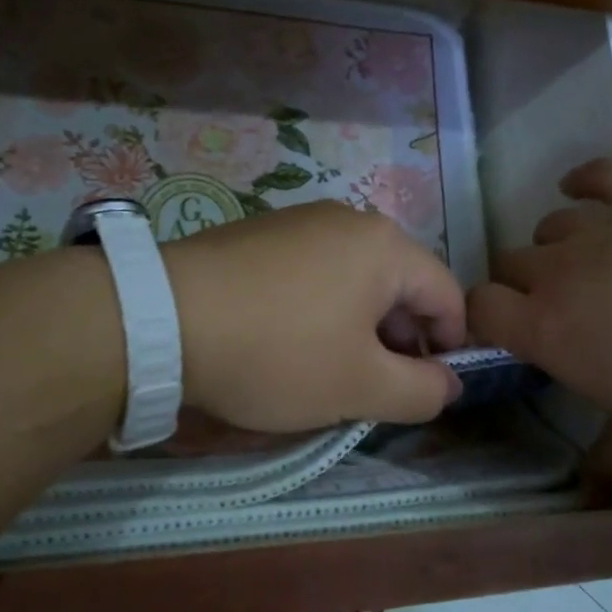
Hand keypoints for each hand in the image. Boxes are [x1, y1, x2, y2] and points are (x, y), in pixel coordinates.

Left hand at [164, 201, 466, 431]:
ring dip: (359, 328)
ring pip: (356, 280)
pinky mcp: (260, 234)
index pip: (448, 296)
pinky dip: (321, 310)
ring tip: (330, 370)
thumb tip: (450, 384)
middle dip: (401, 340)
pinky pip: (314, 273)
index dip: (451, 346)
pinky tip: (288, 342)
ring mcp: (300, 222)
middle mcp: (349, 220)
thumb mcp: (360, 387)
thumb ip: (421, 391)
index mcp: (386, 247)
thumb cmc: (277, 353)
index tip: (429, 389)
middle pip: (401, 285)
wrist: (159, 320)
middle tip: (377, 388)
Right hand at [466, 159, 611, 476]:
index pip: (481, 309)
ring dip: (557, 246)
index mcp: (550, 328)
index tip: (508, 335)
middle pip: (511, 262)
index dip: (484, 319)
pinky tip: (583, 189)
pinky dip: (585, 182)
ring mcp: (604, 224)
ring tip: (585, 263)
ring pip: (551, 224)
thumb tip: (591, 492)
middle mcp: (561, 270)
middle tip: (558, 309)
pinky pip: (598, 174)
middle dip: (522, 285)